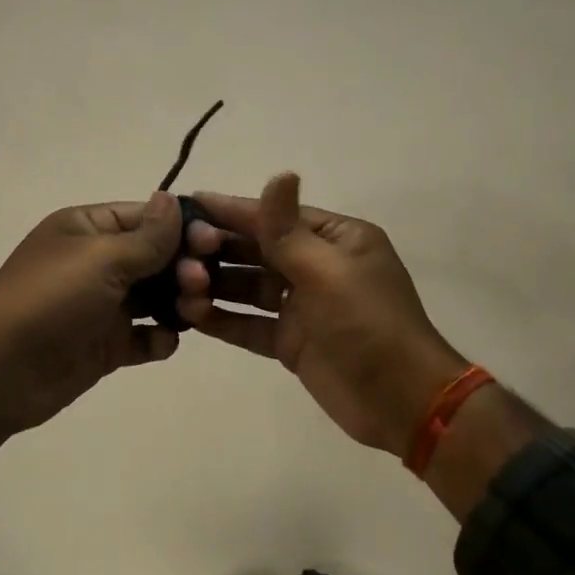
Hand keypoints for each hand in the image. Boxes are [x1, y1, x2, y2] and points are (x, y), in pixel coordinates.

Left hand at [0, 191, 182, 516]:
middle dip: (185, 268)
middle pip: (158, 259)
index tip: (214, 244)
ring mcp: (102, 306)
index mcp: (89, 229)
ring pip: (157, 298)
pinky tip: (161, 342)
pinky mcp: (106, 345)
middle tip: (200, 284)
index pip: (147, 218)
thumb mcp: (101, 258)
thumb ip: (147, 236)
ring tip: (190, 314)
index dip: (183, 229)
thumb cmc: (50, 299)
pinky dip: (159, 339)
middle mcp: (98, 263)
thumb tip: (172, 199)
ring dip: (180, 303)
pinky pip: (145, 337)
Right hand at [175, 173, 469, 457]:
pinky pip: (250, 324)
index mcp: (336, 240)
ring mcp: (303, 307)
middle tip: (174, 252)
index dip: (232, 211)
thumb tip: (280, 173)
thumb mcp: (327, 272)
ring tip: (178, 285)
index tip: (189, 203)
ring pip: (249, 288)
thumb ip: (289, 230)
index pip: (275, 217)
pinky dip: (223, 320)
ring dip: (215, 285)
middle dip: (217, 251)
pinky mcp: (291, 342)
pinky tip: (191, 315)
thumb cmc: (367, 325)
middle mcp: (317, 266)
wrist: (400, 401)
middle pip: (257, 251)